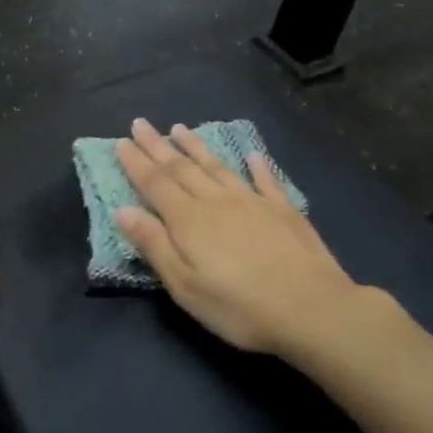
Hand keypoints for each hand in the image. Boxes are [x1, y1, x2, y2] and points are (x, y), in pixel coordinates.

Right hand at [114, 119, 362, 357]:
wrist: (311, 309)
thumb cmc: (238, 306)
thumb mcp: (184, 285)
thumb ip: (153, 244)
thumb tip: (122, 210)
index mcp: (188, 219)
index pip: (154, 183)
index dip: (136, 162)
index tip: (121, 141)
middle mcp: (216, 200)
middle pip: (181, 167)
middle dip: (157, 146)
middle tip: (140, 123)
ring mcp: (252, 201)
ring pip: (217, 166)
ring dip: (196, 147)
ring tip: (180, 129)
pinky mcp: (283, 211)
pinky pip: (265, 180)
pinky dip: (257, 165)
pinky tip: (252, 155)